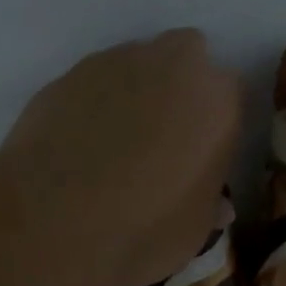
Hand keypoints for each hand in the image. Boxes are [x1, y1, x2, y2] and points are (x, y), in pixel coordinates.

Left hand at [3, 29, 243, 285]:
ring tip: (114, 144)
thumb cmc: (146, 229)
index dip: (214, 123)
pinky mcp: (65, 75)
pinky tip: (77, 145)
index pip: (230, 94)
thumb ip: (209, 202)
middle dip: (178, 86)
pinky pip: (91, 84)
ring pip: (135, 64)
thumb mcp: (195, 229)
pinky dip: (91, 105)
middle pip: (185, 56)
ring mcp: (113, 63)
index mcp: (217, 99)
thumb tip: (217, 205)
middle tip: (163, 135)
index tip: (201, 152)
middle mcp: (171, 65)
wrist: (55, 224)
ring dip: (134, 91)